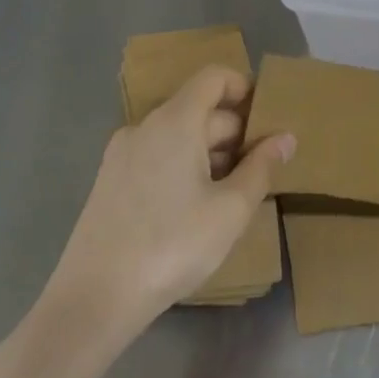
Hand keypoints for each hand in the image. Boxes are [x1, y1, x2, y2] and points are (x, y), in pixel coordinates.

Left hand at [37, 65, 293, 348]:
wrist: (93, 300)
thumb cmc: (172, 245)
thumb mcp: (231, 209)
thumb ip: (262, 167)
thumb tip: (285, 137)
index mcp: (175, 121)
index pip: (214, 77)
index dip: (245, 88)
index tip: (269, 121)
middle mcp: (144, 127)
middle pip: (199, 109)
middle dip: (235, 132)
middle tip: (262, 170)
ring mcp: (122, 155)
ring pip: (179, 137)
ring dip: (212, 153)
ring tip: (234, 194)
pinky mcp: (110, 183)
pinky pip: (158, 157)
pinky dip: (184, 168)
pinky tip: (197, 209)